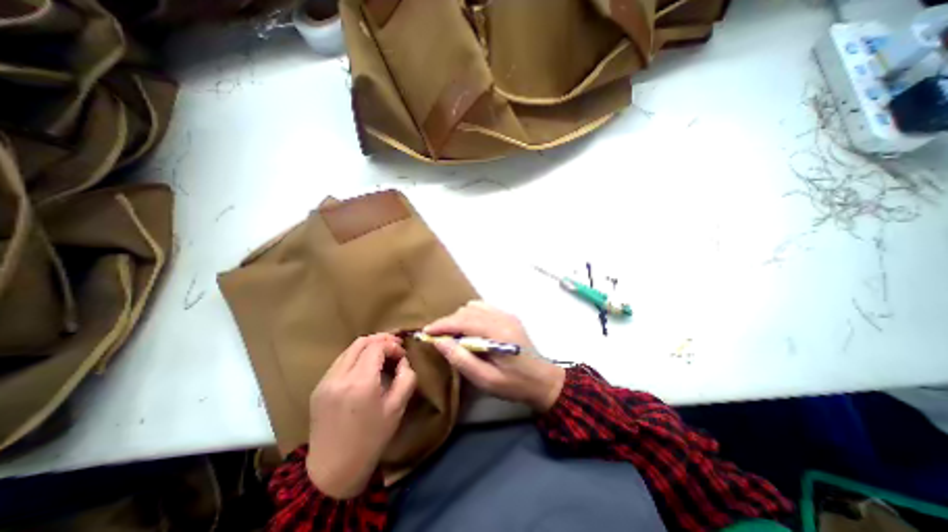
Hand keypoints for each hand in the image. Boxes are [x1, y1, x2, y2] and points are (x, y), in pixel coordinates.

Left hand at [310, 333, 415, 497]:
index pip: (377, 347)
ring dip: (368, 347)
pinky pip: (340, 362)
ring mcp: (325, 381)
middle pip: (361, 342)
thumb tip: (403, 361)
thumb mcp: (397, 408)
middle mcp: (339, 376)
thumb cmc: (371, 439)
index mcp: (360, 382)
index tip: (402, 355)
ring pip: (349, 349)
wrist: (333, 471)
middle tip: (395, 347)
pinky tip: (365, 367)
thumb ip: (406, 378)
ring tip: (382, 354)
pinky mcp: (318, 387)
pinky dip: (356, 357)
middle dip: (381, 340)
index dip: (392, 345)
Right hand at [426, 304, 565, 411]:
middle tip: (437, 337)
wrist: (543, 380)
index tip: (426, 331)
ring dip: (460, 317)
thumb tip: (439, 342)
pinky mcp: (508, 316)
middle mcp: (502, 317)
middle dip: (449, 322)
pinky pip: (483, 308)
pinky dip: (471, 315)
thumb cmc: (515, 385)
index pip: (463, 321)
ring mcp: (507, 314)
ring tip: (453, 334)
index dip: (442, 324)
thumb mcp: (486, 380)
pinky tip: (469, 329)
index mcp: (497, 333)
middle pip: (467, 311)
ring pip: (474, 306)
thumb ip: (461, 360)